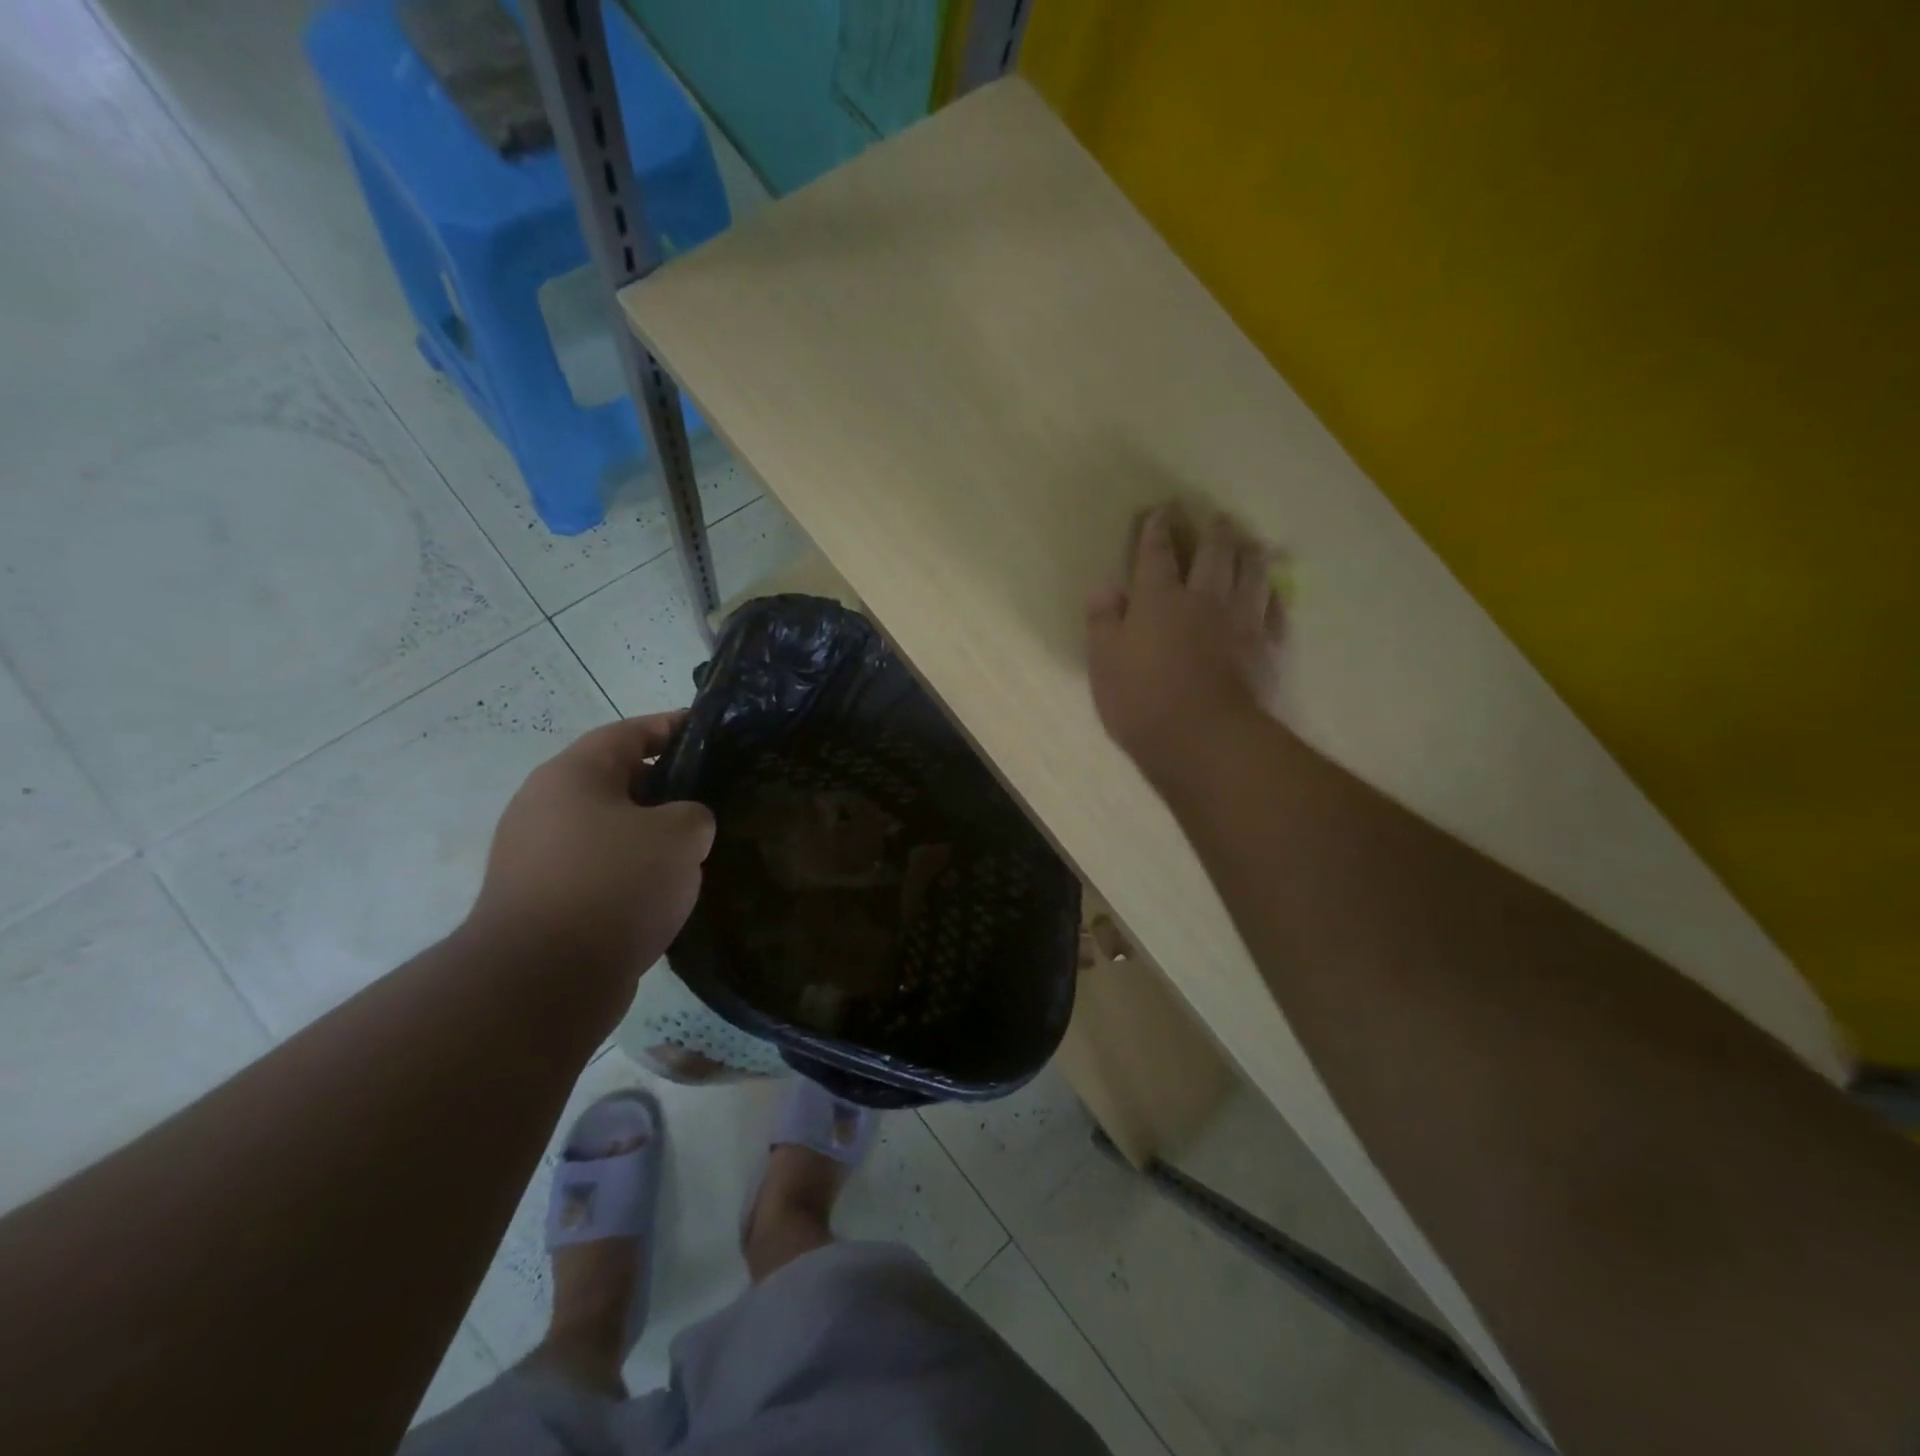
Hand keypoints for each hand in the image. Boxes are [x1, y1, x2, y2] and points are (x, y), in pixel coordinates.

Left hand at [467, 713, 714, 979]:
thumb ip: (694, 815)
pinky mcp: (541, 901)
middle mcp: (545, 807)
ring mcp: (536, 856)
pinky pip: (598, 870)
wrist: (543, 980)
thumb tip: (684, 827)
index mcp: (572, 774)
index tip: (711, 735)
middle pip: (617, 781)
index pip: (630, 732)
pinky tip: (665, 892)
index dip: (673, 727)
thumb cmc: (614, 884)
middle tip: (713, 799)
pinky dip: (631, 873)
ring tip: (696, 850)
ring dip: (650, 836)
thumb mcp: (679, 835)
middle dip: (666, 787)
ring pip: (609, 829)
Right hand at [1086, 503, 1286, 782]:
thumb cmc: (1142, 702)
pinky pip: (1275, 611)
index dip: (1157, 529)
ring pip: (1252, 573)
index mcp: (1158, 600)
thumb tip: (1104, 586)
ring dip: (1251, 554)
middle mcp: (1203, 599)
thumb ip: (1102, 622)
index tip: (1162, 510)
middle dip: (1213, 531)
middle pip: (1213, 553)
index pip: (1156, 554)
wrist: (1204, 739)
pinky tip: (1273, 594)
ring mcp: (1241, 621)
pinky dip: (1273, 597)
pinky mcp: (1267, 647)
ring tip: (1252, 542)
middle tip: (1217, 517)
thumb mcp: (1103, 664)